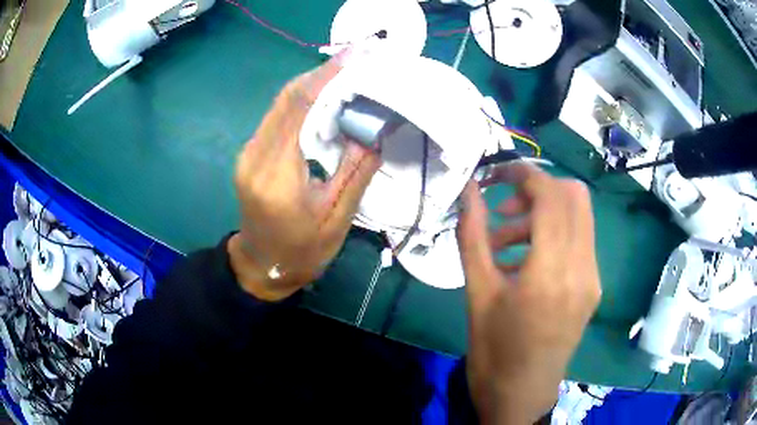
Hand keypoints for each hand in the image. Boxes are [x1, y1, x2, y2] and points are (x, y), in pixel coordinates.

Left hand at [229, 51, 381, 301]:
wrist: (262, 266)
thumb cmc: (302, 251)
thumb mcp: (337, 218)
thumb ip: (356, 169)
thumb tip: (374, 125)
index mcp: (277, 175)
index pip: (300, 108)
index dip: (328, 76)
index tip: (357, 53)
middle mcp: (255, 155)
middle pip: (287, 98)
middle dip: (323, 72)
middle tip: (359, 57)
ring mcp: (248, 152)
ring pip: (280, 103)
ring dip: (313, 83)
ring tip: (348, 71)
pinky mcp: (251, 152)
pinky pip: (277, 115)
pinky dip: (303, 100)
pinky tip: (326, 97)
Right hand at [456, 163, 600, 423]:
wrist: (521, 394)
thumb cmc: (493, 351)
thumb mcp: (477, 293)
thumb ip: (473, 235)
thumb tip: (468, 190)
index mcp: (551, 273)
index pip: (551, 196)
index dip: (524, 174)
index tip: (497, 174)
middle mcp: (582, 269)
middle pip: (575, 196)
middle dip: (538, 188)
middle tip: (504, 206)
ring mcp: (593, 278)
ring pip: (579, 216)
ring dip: (545, 212)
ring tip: (505, 239)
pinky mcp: (593, 287)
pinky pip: (579, 240)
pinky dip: (554, 233)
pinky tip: (525, 259)